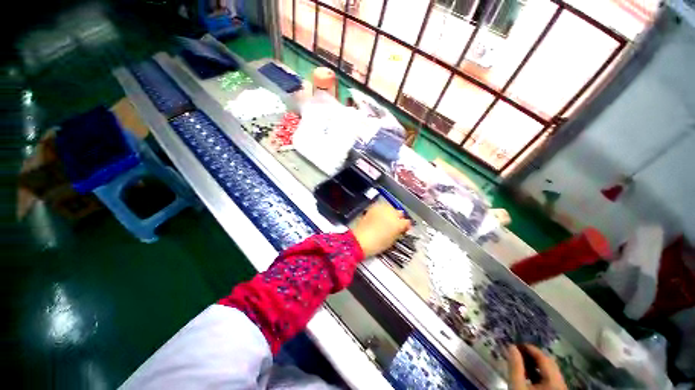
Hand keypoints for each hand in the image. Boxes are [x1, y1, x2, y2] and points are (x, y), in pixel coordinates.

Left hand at [352, 202, 410, 257]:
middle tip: (395, 224)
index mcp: (398, 223)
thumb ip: (398, 232)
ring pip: (390, 208)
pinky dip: (381, 211)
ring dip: (389, 213)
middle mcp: (392, 213)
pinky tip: (378, 217)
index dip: (406, 226)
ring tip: (385, 219)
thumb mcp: (392, 240)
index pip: (407, 222)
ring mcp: (382, 209)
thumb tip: (401, 229)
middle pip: (399, 212)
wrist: (360, 239)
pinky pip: (380, 207)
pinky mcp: (373, 207)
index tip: (403, 229)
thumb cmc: (377, 244)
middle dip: (398, 218)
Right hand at [507, 345, 567, 389]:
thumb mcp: (517, 386)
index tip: (515, 344)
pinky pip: (551, 379)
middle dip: (533, 356)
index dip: (530, 348)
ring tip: (521, 363)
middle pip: (549, 364)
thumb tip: (511, 347)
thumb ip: (515, 366)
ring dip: (536, 364)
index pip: (544, 358)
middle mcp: (562, 384)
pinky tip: (529, 375)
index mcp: (555, 382)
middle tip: (517, 352)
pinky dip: (539, 373)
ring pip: (551, 371)